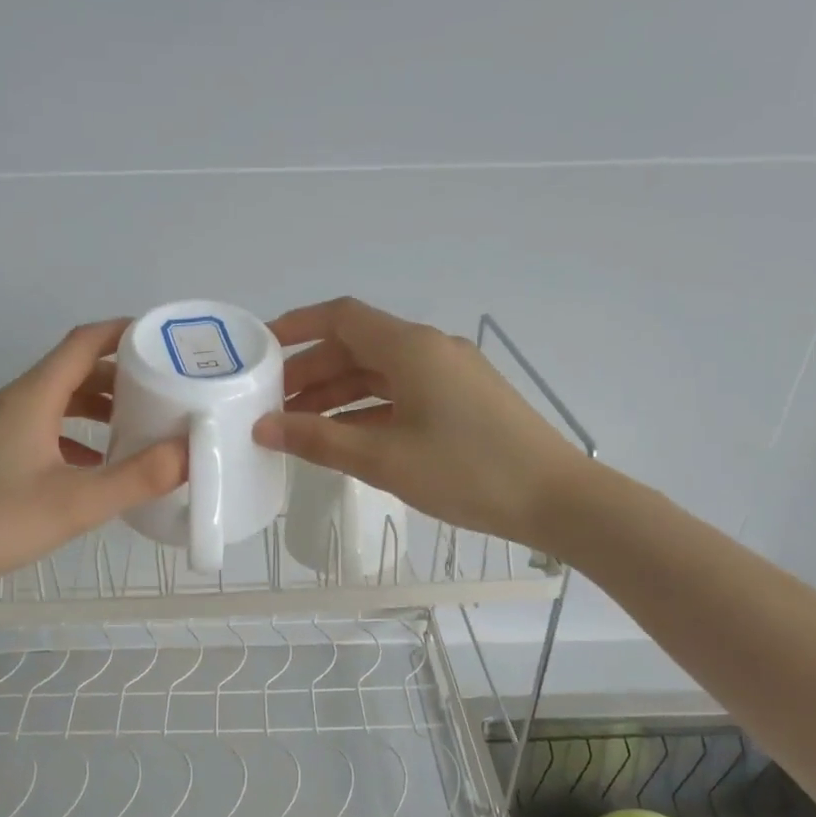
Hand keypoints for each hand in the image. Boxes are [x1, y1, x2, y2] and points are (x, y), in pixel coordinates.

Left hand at [0, 320, 183, 601]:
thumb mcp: (76, 503)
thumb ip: (138, 477)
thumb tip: (191, 452)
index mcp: (31, 397)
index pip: (83, 343)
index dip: (124, 334)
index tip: (163, 340)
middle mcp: (10, 402)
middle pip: (70, 372)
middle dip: (118, 377)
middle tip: (162, 392)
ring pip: (54, 403)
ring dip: (95, 409)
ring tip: (135, 427)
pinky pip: (39, 430)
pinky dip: (72, 437)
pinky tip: (93, 466)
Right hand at [252, 298, 586, 547]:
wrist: (555, 498)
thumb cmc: (466, 472)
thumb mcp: (383, 459)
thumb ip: (319, 440)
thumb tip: (264, 428)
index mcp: (411, 348)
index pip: (342, 318)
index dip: (297, 326)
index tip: (260, 348)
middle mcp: (430, 350)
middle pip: (358, 346)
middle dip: (311, 370)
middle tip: (271, 401)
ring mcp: (450, 375)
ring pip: (380, 373)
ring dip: (338, 393)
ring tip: (298, 424)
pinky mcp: (462, 401)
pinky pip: (402, 394)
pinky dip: (368, 410)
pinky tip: (345, 437)